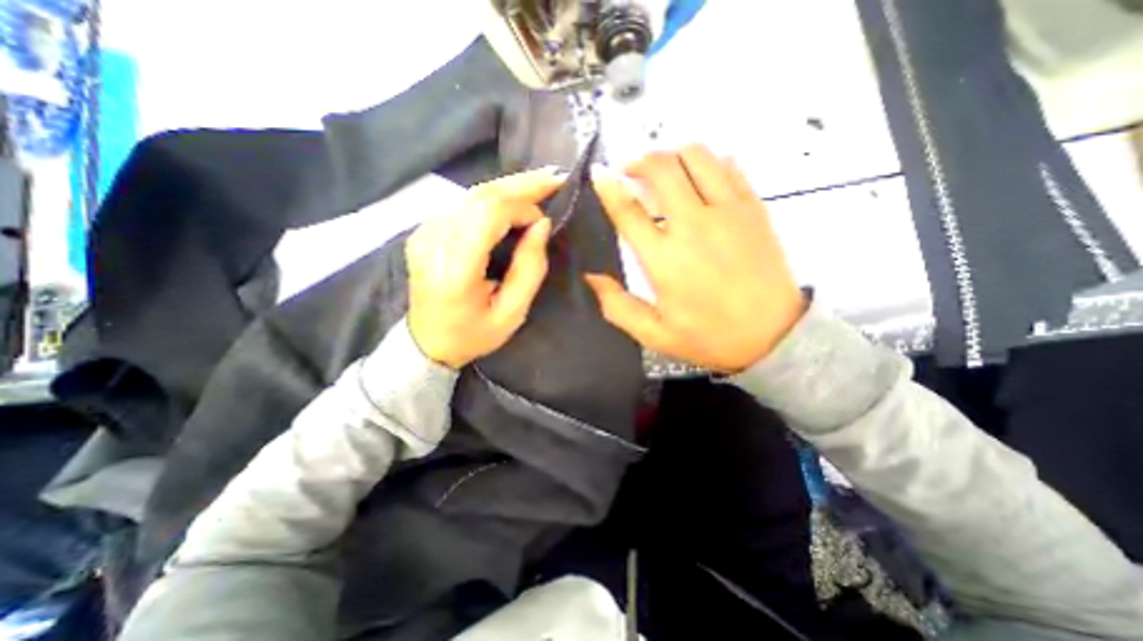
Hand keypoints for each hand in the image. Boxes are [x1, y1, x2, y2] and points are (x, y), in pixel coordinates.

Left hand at [406, 168, 562, 370]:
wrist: (426, 343)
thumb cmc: (472, 335)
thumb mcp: (511, 314)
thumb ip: (529, 269)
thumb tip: (541, 226)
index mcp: (455, 268)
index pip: (488, 214)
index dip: (522, 207)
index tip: (544, 222)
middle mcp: (434, 241)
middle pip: (480, 195)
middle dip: (521, 185)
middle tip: (554, 177)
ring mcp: (424, 232)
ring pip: (471, 194)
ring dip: (509, 188)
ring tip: (540, 185)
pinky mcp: (425, 230)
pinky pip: (463, 204)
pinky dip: (493, 199)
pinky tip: (513, 201)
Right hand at [585, 142, 806, 375]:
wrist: (774, 335)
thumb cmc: (710, 337)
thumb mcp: (654, 334)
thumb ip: (617, 306)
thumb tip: (591, 277)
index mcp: (664, 259)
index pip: (628, 210)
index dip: (608, 187)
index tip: (598, 173)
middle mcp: (693, 226)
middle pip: (661, 169)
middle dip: (639, 161)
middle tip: (630, 171)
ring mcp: (728, 212)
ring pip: (696, 156)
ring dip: (673, 156)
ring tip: (664, 171)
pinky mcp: (753, 208)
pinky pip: (729, 166)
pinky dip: (708, 163)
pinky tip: (699, 178)